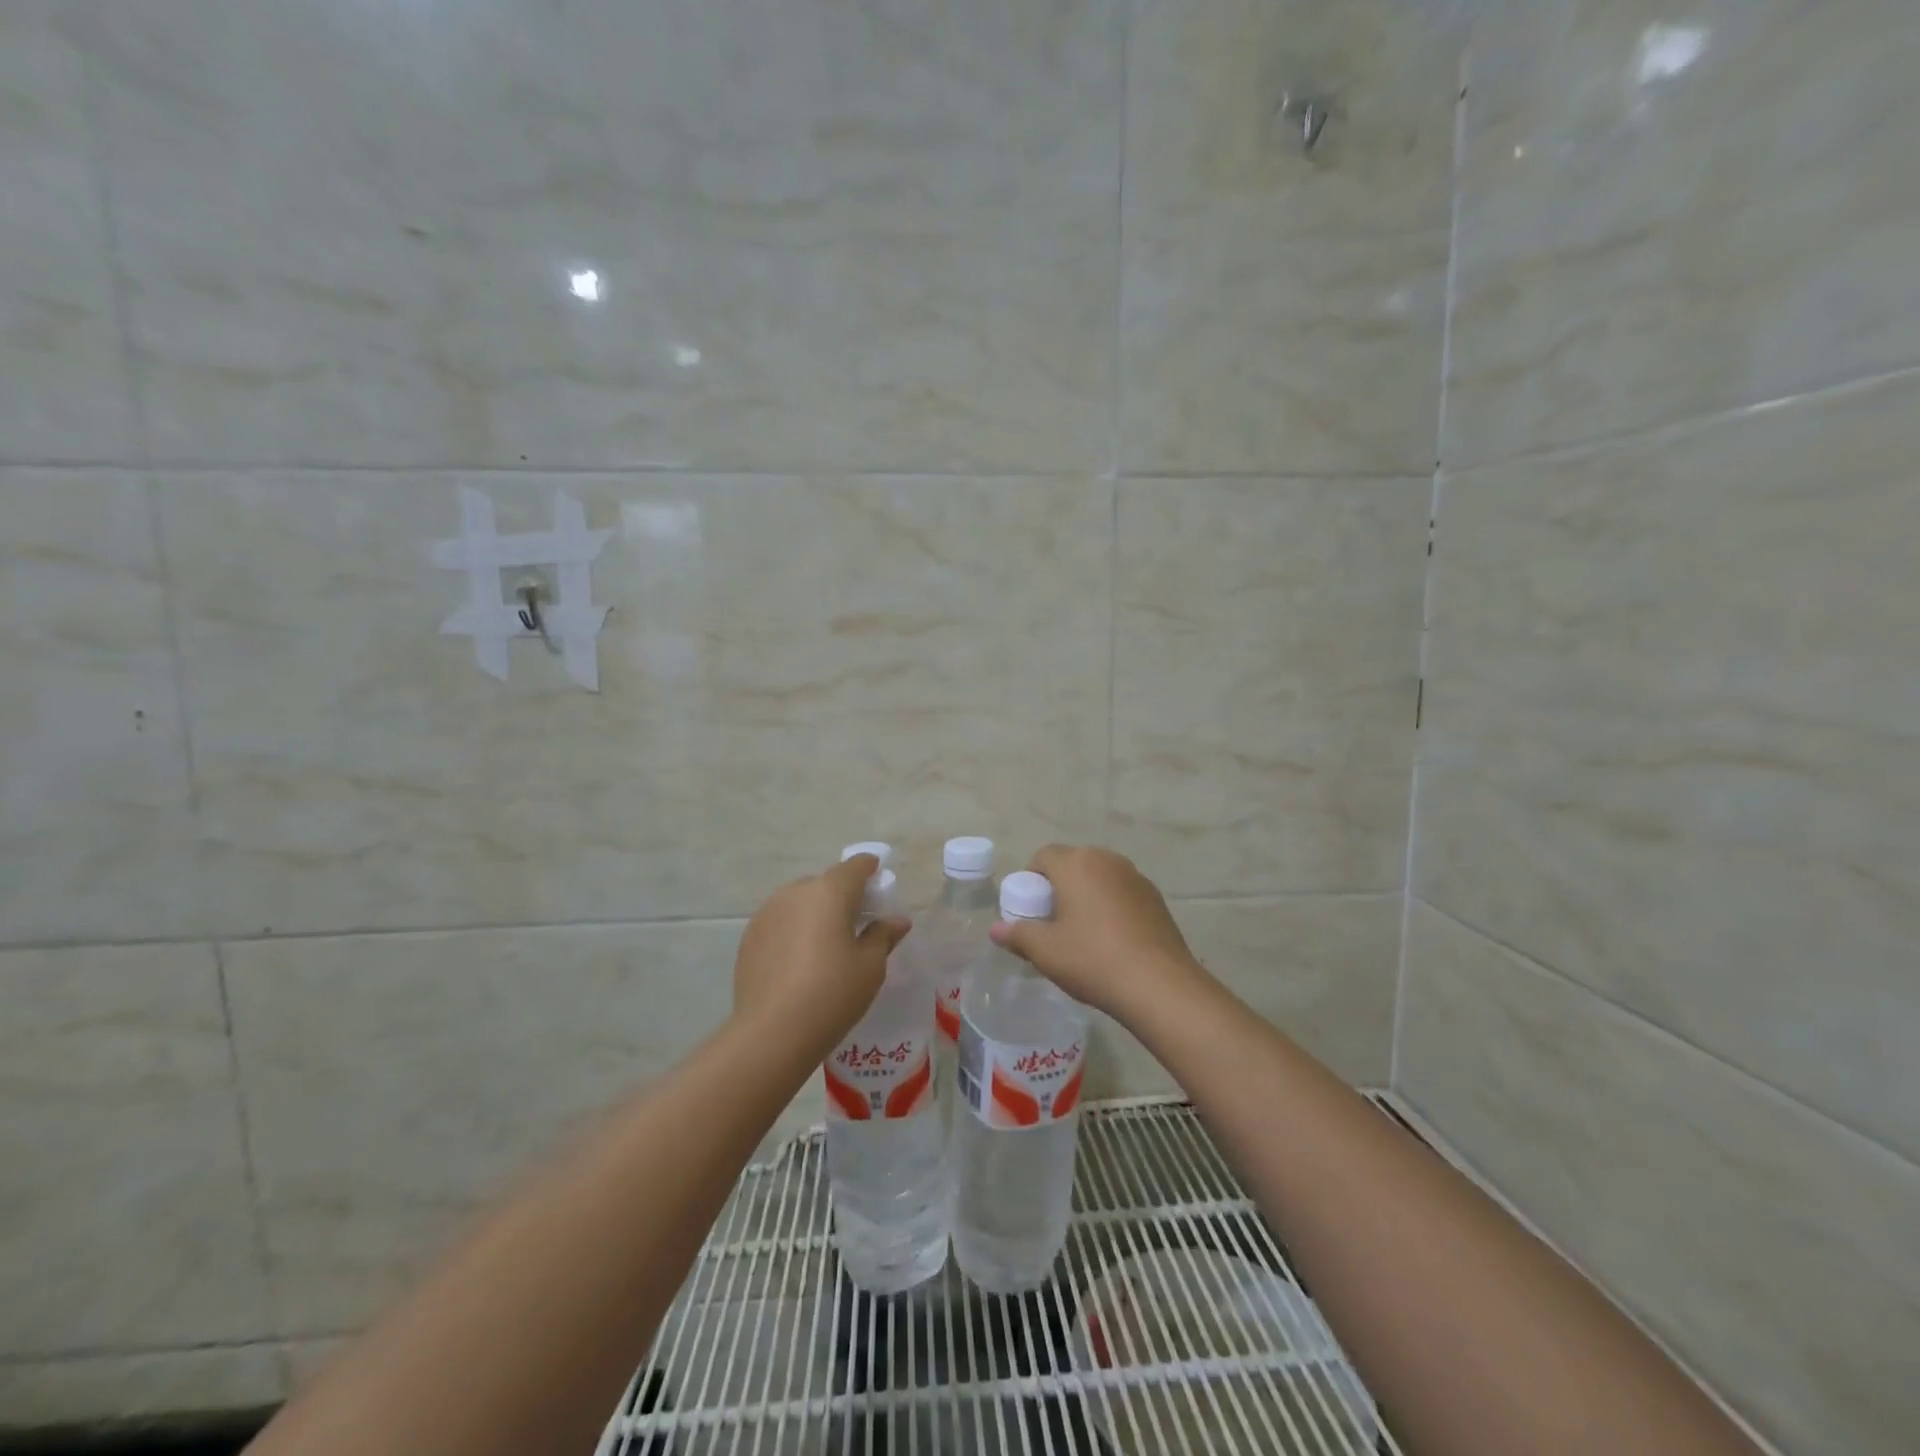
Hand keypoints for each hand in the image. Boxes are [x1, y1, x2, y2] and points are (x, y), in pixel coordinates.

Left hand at [733, 854, 909, 1056]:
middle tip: (856, 924)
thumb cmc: (832, 993)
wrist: (773, 1032)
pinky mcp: (749, 936)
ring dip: (815, 913)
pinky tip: (799, 962)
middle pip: (825, 884)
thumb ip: (883, 935)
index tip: (879, 885)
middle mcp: (795, 892)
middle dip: (842, 896)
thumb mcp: (870, 966)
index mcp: (830, 891)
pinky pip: (779, 922)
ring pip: (799, 902)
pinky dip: (793, 930)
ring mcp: (767, 912)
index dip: (870, 870)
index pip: (855, 866)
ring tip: (825, 946)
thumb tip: (896, 920)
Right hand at [989, 845, 1204, 1023]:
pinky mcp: (1156, 897)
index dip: (1031, 879)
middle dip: (1059, 886)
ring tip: (1083, 932)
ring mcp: (1135, 876)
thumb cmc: (1093, 960)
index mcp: (1076, 863)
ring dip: (1086, 895)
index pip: (1043, 856)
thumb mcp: (1045, 951)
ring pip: (1099, 877)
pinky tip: (1112, 940)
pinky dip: (1111, 906)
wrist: (1159, 985)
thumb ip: (1017, 935)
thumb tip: (996, 929)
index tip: (1030, 910)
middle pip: (1073, 863)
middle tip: (1052, 922)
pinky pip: (1122, 892)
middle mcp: (1107, 860)